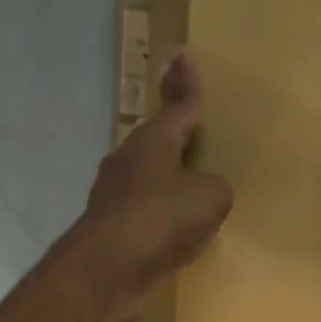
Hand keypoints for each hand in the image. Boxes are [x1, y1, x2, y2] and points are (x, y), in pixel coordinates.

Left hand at [73, 52, 232, 313]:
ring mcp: (111, 195)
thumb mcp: (210, 197)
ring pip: (146, 179)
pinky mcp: (107, 227)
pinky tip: (172, 234)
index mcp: (154, 141)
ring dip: (165, 183)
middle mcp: (127, 160)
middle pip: (157, 142)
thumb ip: (214, 188)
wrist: (106, 267)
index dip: (186, 84)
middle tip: (191, 134)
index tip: (181, 54)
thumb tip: (203, 193)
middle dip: (174, 138)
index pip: (178, 106)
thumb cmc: (161, 218)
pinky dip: (158, 219)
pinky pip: (142, 214)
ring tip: (188, 193)